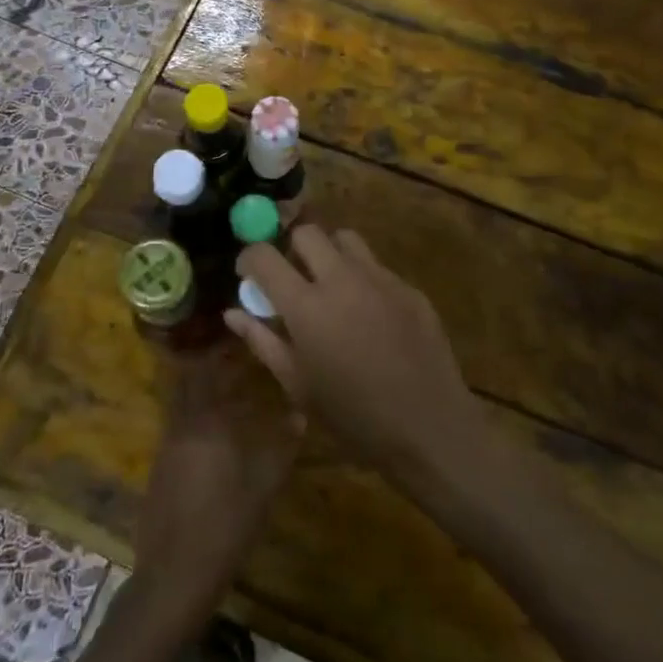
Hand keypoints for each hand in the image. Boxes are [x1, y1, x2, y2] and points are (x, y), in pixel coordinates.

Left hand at [134, 348, 303, 612]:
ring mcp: (166, 447)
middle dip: (209, 369)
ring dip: (202, 395)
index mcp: (205, 421)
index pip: (208, 371)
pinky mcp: (160, 470)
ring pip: (182, 406)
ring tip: (231, 397)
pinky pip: (179, 429)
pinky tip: (216, 439)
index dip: (221, 353)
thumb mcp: (264, 485)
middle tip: (236, 363)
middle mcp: (181, 425)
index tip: (239, 341)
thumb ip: (283, 446)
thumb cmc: (225, 524)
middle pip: (189, 382)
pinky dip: (196, 421)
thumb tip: (300, 413)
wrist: (175, 575)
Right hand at [225, 227, 481, 481]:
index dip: (250, 258)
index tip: (249, 274)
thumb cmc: (353, 417)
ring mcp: (380, 279)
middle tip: (292, 278)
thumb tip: (232, 313)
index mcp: (306, 306)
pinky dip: (362, 277)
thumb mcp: (298, 385)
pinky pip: (377, 266)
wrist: (430, 429)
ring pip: (345, 239)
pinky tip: (368, 314)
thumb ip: (262, 340)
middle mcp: (341, 279)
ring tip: (330, 287)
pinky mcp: (409, 288)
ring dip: (329, 254)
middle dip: (291, 248)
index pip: (264, 255)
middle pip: (306, 232)